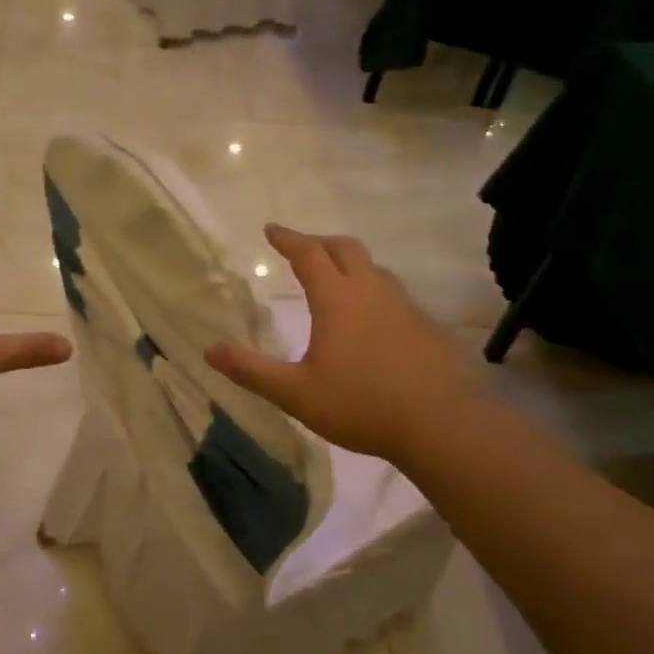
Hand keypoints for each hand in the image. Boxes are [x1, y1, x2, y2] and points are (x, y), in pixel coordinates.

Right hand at [205, 224, 483, 462]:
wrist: (443, 424)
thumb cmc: (362, 405)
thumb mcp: (296, 393)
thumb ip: (252, 370)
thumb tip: (209, 350)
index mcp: (337, 299)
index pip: (308, 253)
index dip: (288, 238)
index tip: (271, 229)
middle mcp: (371, 291)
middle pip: (345, 248)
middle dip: (319, 242)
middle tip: (302, 248)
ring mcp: (405, 306)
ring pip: (374, 268)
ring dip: (350, 263)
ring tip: (336, 279)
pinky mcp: (427, 326)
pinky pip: (395, 293)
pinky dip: (374, 290)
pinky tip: (373, 319)